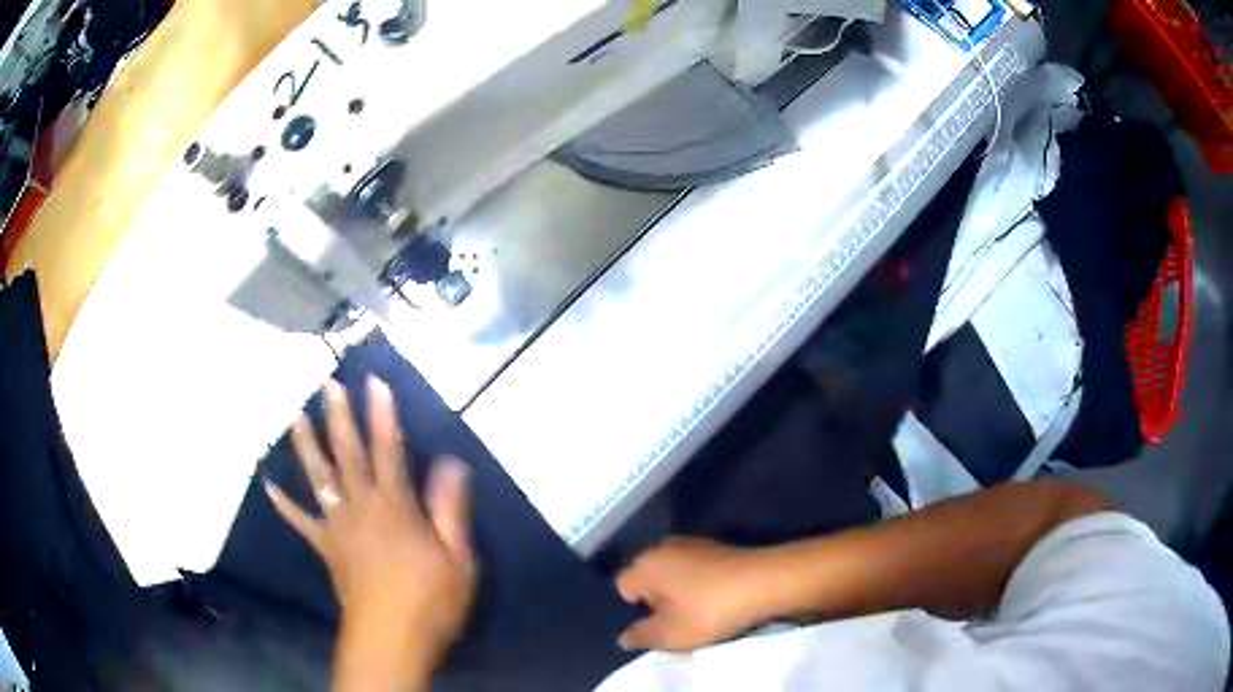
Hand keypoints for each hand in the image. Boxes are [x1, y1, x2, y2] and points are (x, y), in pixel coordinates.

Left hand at [265, 377, 475, 676]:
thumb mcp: (458, 558)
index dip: (382, 414)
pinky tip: (269, 487)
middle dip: (338, 417)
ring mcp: (337, 527)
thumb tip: (451, 462)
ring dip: (306, 446)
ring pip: (319, 479)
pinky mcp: (325, 548)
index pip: (389, 450)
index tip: (374, 381)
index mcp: (395, 507)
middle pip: (347, 455)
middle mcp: (361, 507)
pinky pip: (301, 522)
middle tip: (328, 385)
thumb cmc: (429, 599)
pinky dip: (284, 504)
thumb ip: (450, 509)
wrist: (390, 639)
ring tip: (296, 417)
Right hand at [616, 538, 768, 651]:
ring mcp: (691, 544)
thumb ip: (640, 636)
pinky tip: (717, 600)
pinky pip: (695, 570)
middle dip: (657, 601)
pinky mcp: (716, 547)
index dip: (636, 610)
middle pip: (648, 579)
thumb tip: (622, 637)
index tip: (657, 625)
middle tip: (676, 623)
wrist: (764, 582)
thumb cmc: (709, 610)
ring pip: (673, 574)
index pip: (622, 587)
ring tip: (699, 614)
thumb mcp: (670, 634)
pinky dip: (700, 585)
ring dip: (680, 593)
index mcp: (645, 564)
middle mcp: (663, 547)